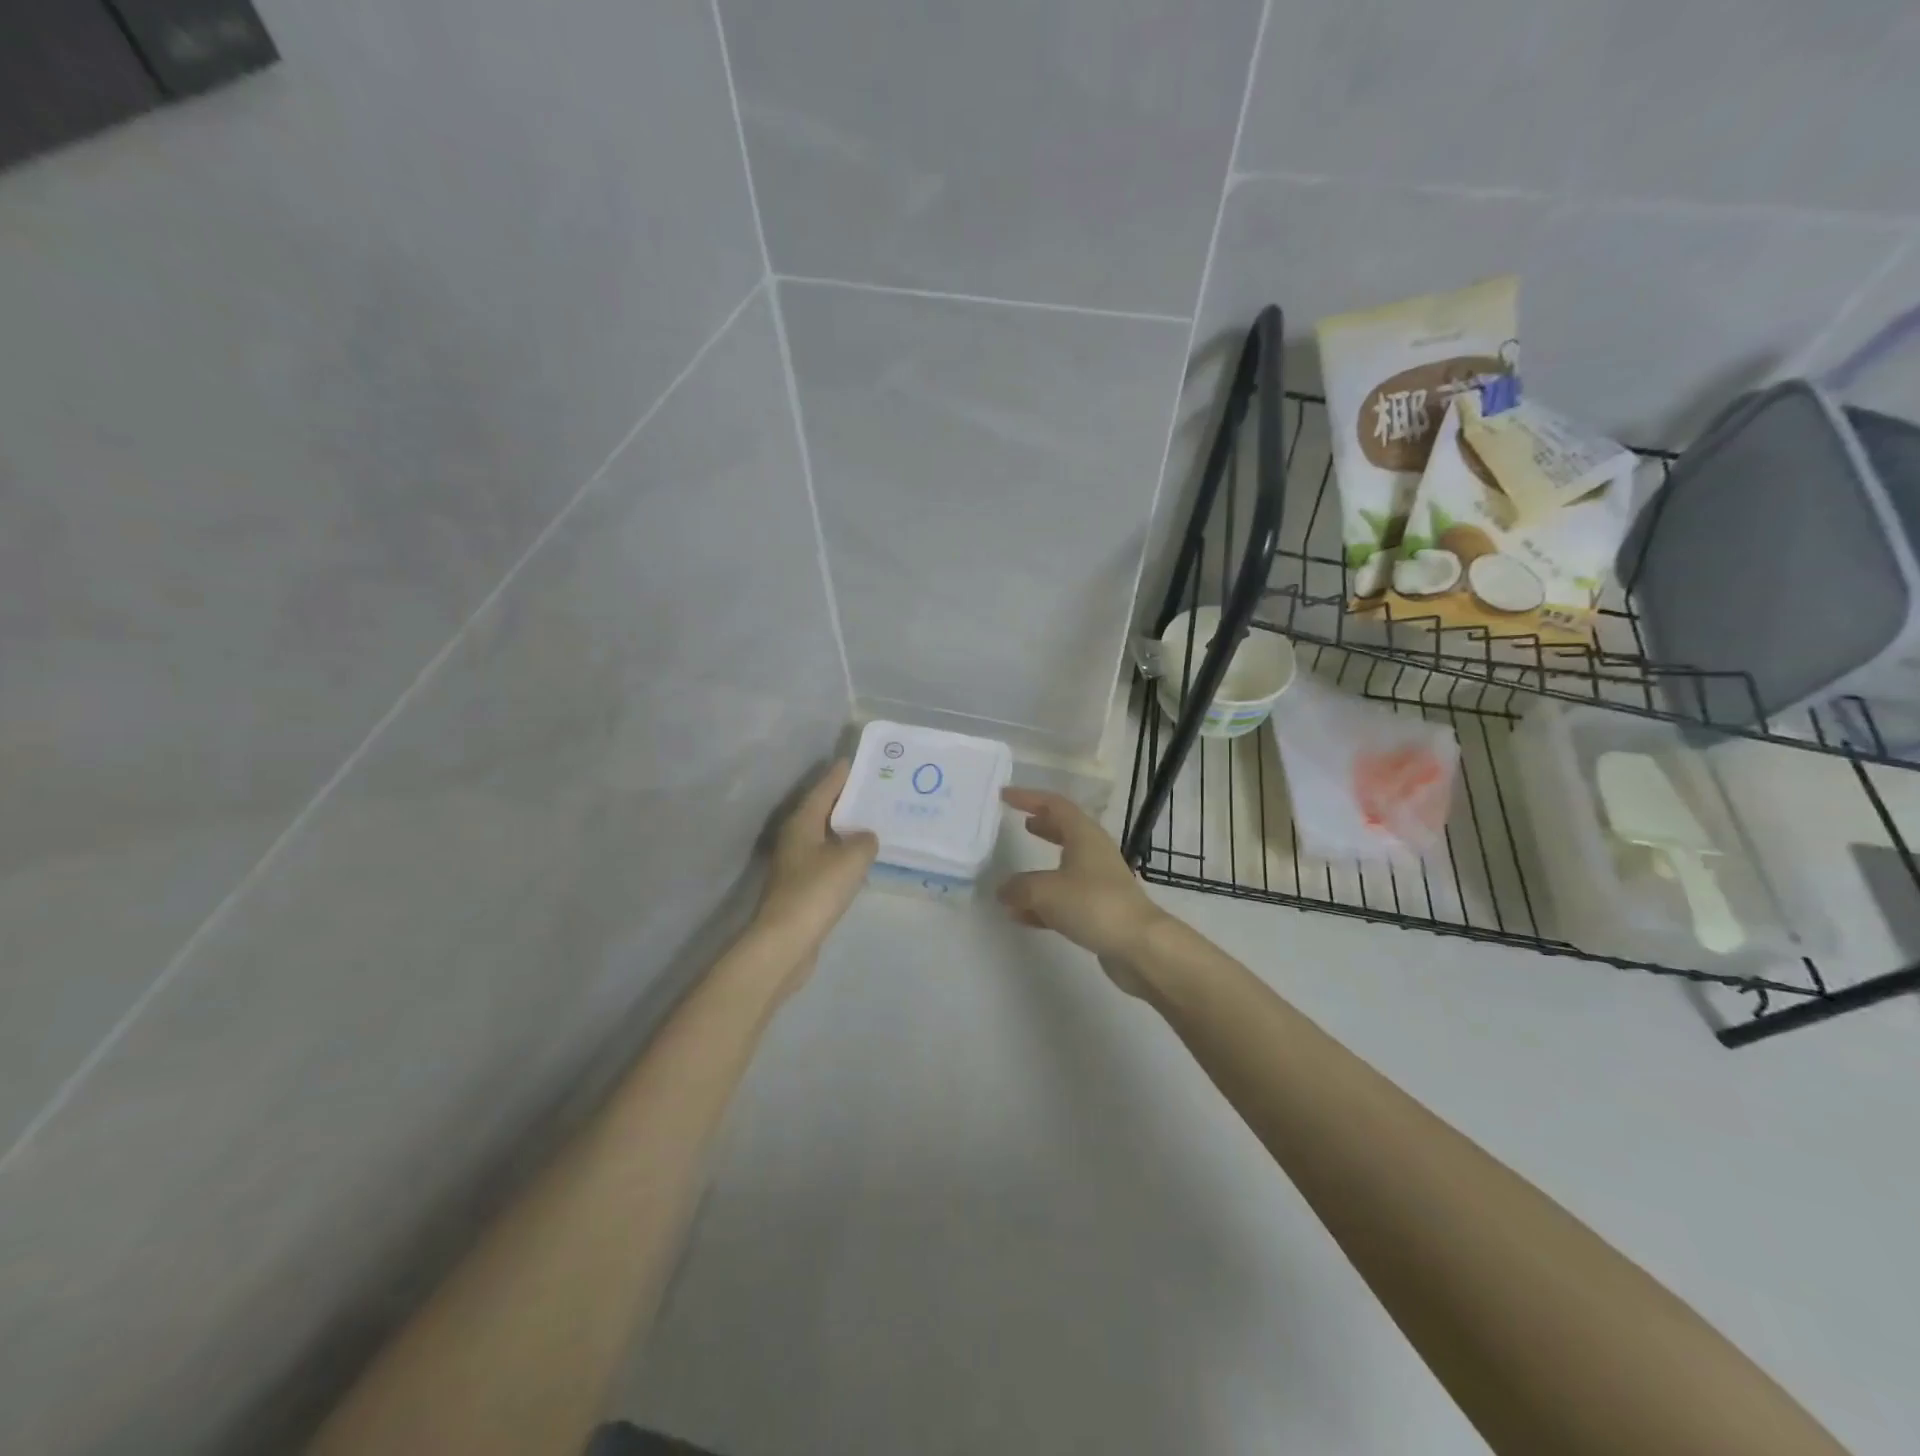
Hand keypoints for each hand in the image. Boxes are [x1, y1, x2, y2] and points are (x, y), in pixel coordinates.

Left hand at [754, 760, 878, 959]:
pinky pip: (827, 861)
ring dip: (846, 830)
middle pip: (823, 811)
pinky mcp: (801, 888)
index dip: (840, 776)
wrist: (786, 941)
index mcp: (802, 823)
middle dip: (846, 801)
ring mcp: (796, 865)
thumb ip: (865, 841)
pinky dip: (843, 856)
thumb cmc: (816, 890)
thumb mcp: (851, 859)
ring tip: (874, 823)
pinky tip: (861, 860)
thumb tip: (866, 838)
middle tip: (873, 791)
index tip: (854, 762)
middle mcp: (795, 838)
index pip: (823, 789)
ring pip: (825, 837)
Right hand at [998, 788, 1167, 993]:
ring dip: (1039, 869)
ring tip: (1014, 876)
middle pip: (1065, 831)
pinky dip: (1044, 902)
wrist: (1139, 945)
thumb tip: (1004, 890)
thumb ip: (1019, 888)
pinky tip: (1022, 915)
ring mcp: (1100, 882)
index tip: (1005, 796)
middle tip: (1021, 824)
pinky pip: (1066, 898)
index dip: (1029, 798)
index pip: (1054, 805)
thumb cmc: (1093, 904)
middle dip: (1042, 827)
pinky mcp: (1100, 909)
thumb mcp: (1045, 891)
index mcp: (1084, 835)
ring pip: (1064, 866)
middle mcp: (1094, 852)